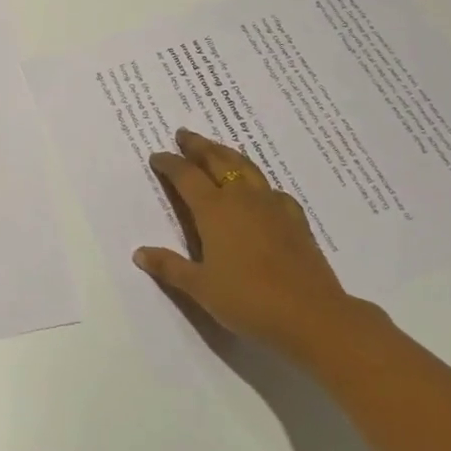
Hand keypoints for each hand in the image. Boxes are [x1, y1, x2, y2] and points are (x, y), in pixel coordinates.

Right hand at [135, 129, 367, 356]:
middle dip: (198, 145)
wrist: (311, 315)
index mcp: (213, 209)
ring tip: (217, 149)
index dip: (169, 163)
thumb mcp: (201, 288)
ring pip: (245, 166)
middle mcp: (241, 197)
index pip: (185, 175)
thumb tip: (139, 253)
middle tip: (184, 134)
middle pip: (217, 159)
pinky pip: (271, 189)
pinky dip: (258, 182)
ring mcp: (271, 204)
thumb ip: (170, 268)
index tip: (156, 156)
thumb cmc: (249, 300)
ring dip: (226, 153)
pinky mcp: (294, 218)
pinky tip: (260, 191)